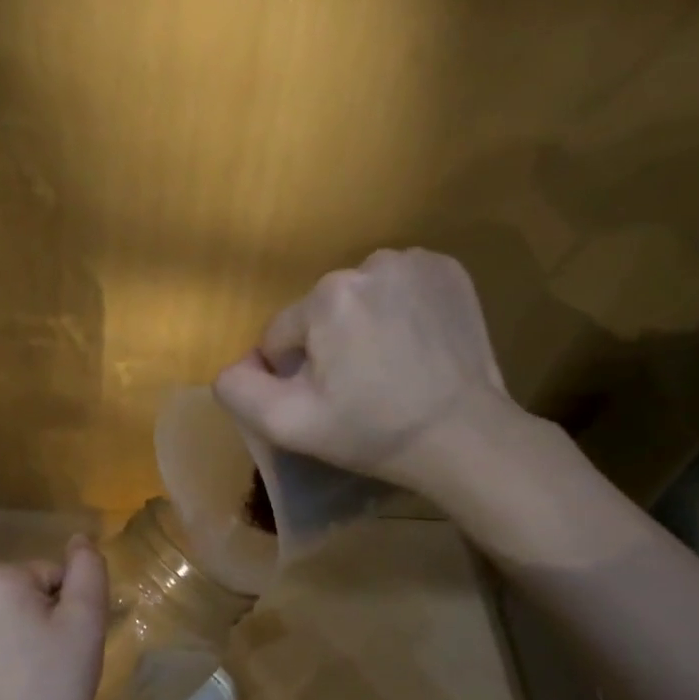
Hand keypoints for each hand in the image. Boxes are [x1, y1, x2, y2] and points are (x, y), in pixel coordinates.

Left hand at [0, 535, 108, 699]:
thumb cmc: (52, 686)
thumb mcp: (86, 622)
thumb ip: (88, 569)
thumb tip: (79, 539)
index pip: (51, 577)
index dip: (68, 611)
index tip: (68, 648)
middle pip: (23, 595)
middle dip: (41, 621)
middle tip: (53, 665)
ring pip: (0, 619)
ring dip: (17, 638)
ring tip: (28, 681)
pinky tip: (4, 691)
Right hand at [213, 248, 529, 491]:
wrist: (465, 437)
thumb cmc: (372, 432)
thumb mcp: (289, 424)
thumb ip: (240, 391)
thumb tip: (233, 367)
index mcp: (326, 297)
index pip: (281, 335)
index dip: (294, 374)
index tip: (328, 401)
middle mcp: (369, 264)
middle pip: (320, 313)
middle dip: (329, 346)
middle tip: (360, 388)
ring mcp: (416, 262)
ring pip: (359, 297)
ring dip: (363, 325)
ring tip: (391, 367)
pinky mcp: (449, 270)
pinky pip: (399, 287)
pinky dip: (399, 310)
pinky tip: (416, 344)